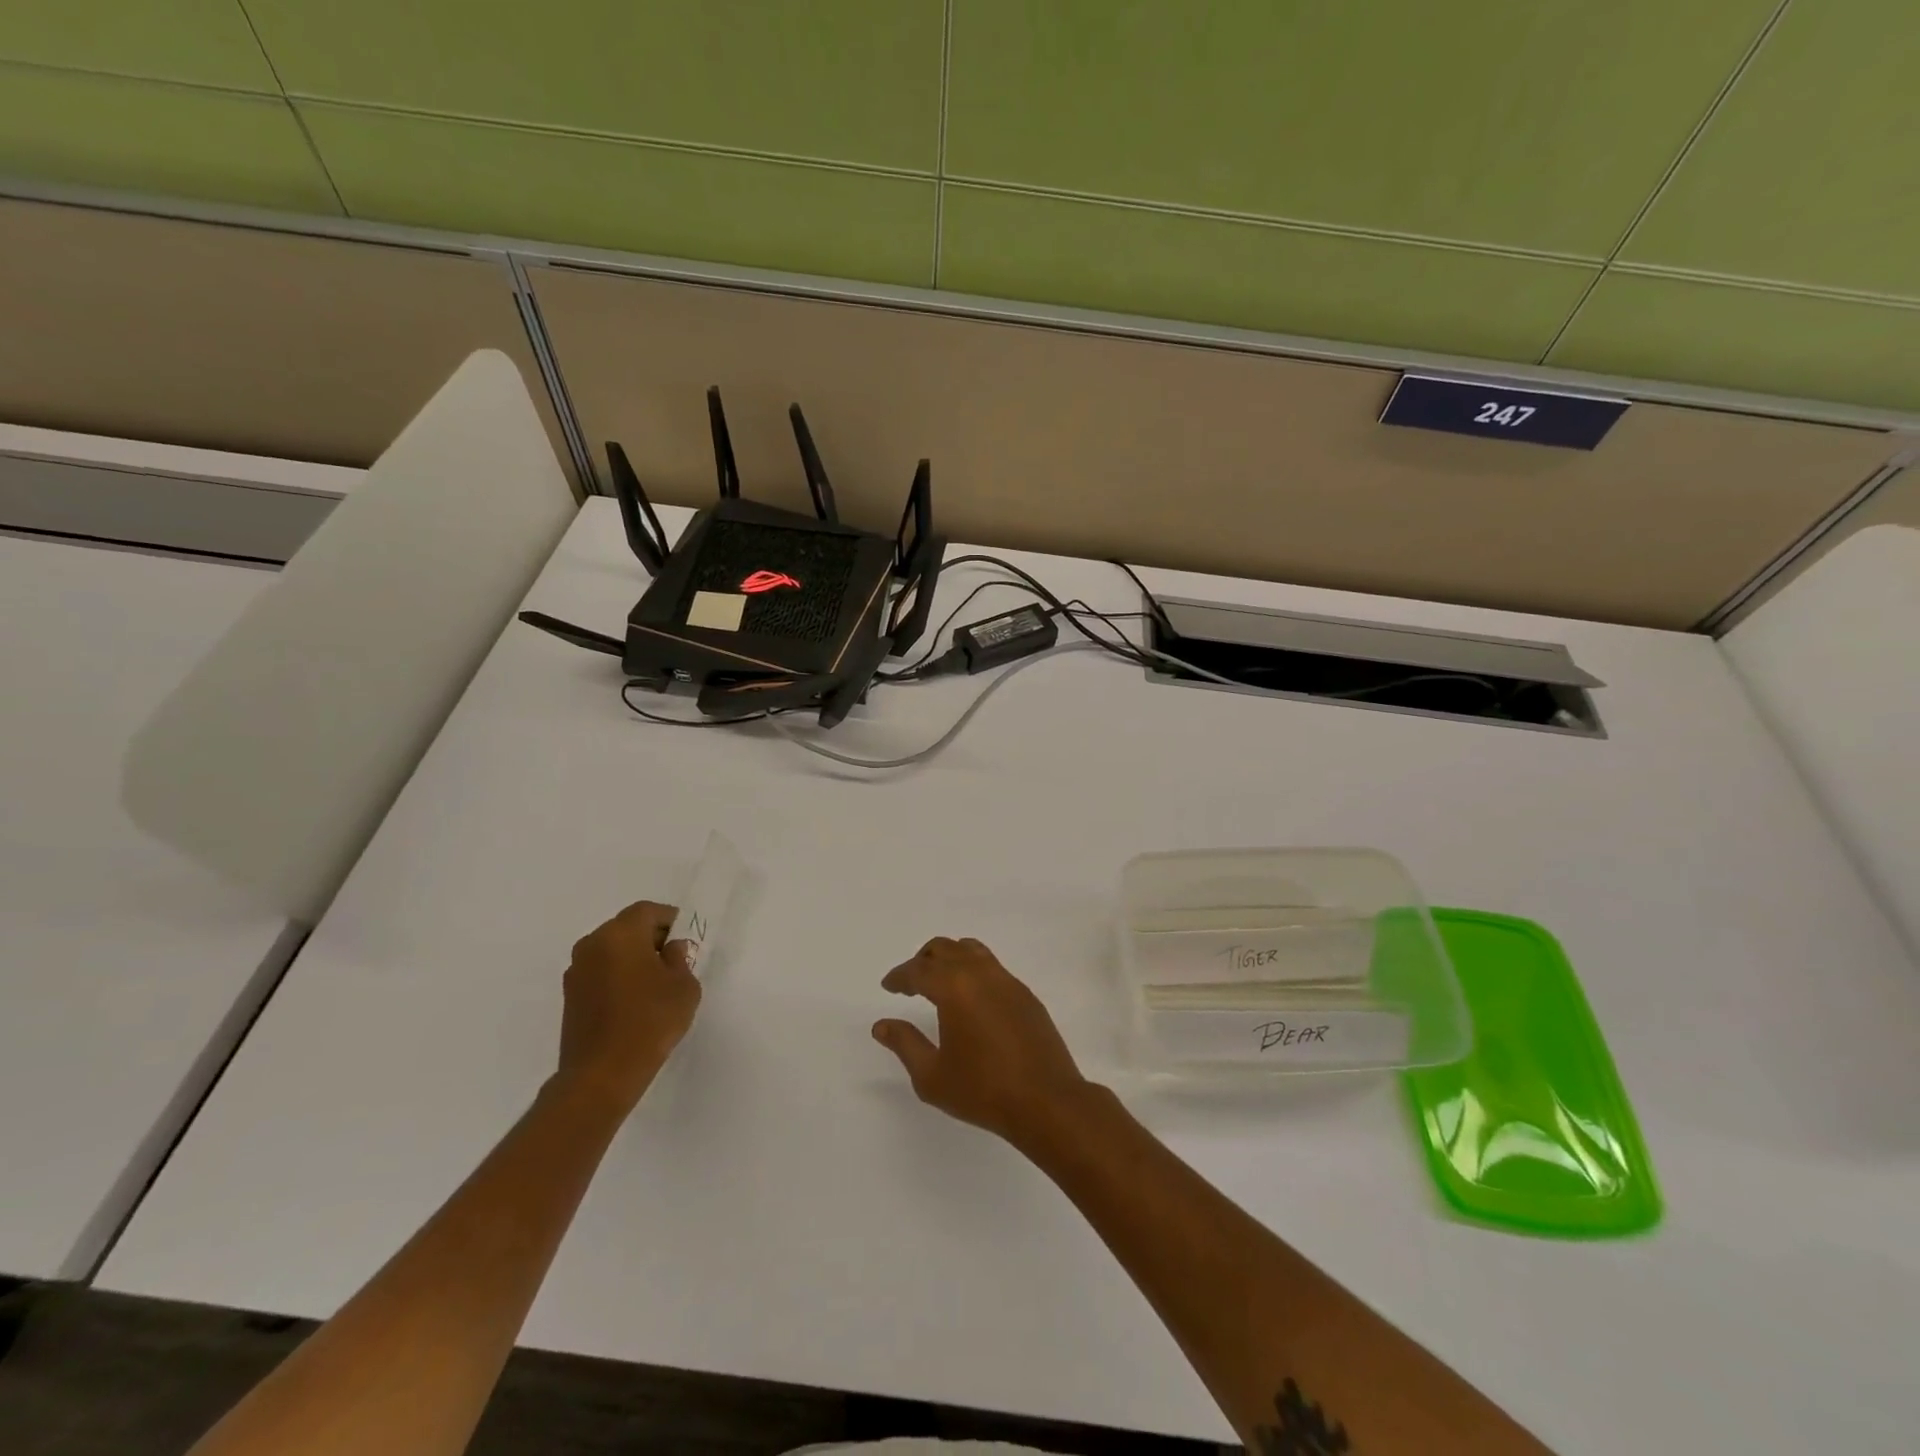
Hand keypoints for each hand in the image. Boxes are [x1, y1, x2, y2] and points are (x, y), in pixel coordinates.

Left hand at [555, 901, 699, 1116]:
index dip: (669, 920)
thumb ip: (680, 959)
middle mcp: (592, 944)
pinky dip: (617, 976)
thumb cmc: (650, 1021)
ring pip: (611, 950)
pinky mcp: (569, 996)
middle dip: (650, 938)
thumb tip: (670, 950)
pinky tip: (633, 1001)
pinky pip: (599, 972)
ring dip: (632, 958)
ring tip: (654, 983)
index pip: (647, 911)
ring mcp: (576, 971)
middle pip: (626, 927)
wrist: (601, 1074)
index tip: (685, 939)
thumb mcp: (684, 986)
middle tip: (673, 960)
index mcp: (620, 934)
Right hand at [873, 937, 1095, 1146]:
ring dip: (950, 959)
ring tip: (940, 985)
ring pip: (972, 950)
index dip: (900, 976)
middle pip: (945, 949)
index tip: (889, 986)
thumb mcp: (932, 1075)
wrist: (1046, 1101)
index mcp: (954, 988)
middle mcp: (981, 974)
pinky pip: (993, 967)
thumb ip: (905, 1044)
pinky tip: (971, 1001)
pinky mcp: (1026, 994)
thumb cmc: (982, 1090)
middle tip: (911, 983)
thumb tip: (882, 1025)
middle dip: (923, 961)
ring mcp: (1008, 981)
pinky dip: (974, 971)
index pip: (919, 970)